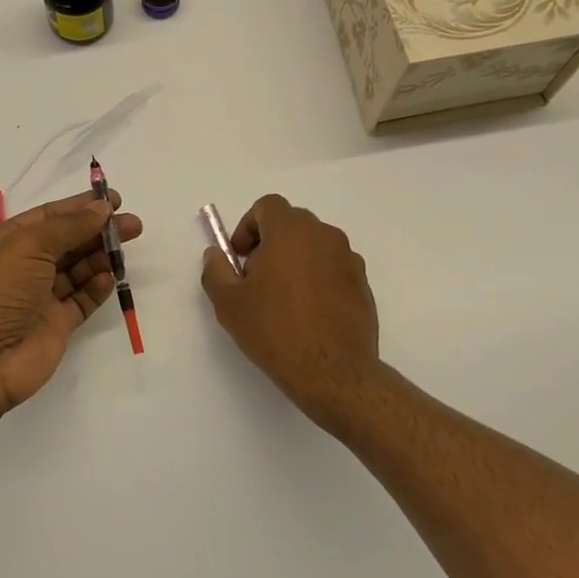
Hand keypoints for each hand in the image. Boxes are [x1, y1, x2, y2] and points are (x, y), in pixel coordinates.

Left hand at [0, 190, 143, 416]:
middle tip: (133, 225)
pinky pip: (82, 300)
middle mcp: (22, 267)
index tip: (115, 200)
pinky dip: (97, 287)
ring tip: (126, 247)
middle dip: (98, 231)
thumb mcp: (27, 246)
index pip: (49, 216)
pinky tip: (110, 277)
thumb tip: (101, 209)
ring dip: (101, 256)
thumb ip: (68, 226)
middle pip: (67, 242)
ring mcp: (39, 298)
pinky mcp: (56, 326)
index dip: (81, 207)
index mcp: (6, 242)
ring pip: (77, 270)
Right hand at [201, 194, 379, 422]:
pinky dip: (317, 278)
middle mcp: (324, 236)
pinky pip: (332, 267)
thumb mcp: (229, 303)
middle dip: (270, 242)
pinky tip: (307, 313)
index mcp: (291, 232)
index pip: (268, 206)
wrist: (332, 371)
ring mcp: (348, 259)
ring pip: (314, 245)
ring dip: (295, 259)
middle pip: (292, 223)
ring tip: (282, 298)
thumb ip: (216, 270)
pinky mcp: (362, 284)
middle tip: (256, 278)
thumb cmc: (275, 330)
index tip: (240, 257)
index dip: (248, 226)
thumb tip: (216, 255)